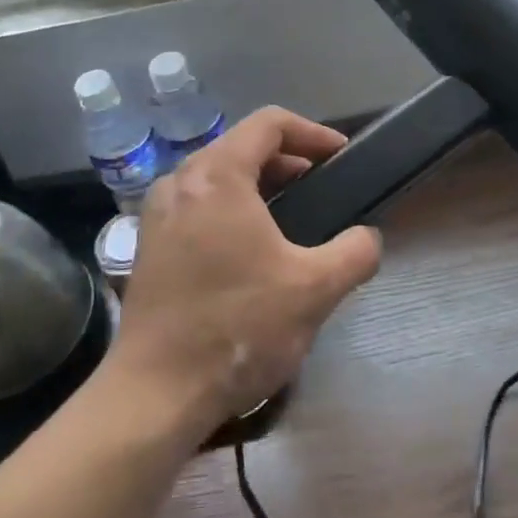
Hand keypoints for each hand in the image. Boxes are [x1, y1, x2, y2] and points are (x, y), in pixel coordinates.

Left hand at [106, 108, 381, 437]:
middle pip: (242, 146)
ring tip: (296, 219)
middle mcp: (180, 182)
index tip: (341, 158)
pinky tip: (255, 250)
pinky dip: (233, 209)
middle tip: (325, 189)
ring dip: (261, 187)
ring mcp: (158, 214)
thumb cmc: (237, 328)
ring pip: (218, 177)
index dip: (313, 133)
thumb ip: (356, 252)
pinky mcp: (150, 245)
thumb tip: (367, 238)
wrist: (156, 394)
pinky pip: (199, 205)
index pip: (269, 124)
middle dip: (290, 161)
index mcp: (216, 176)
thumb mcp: (315, 290)